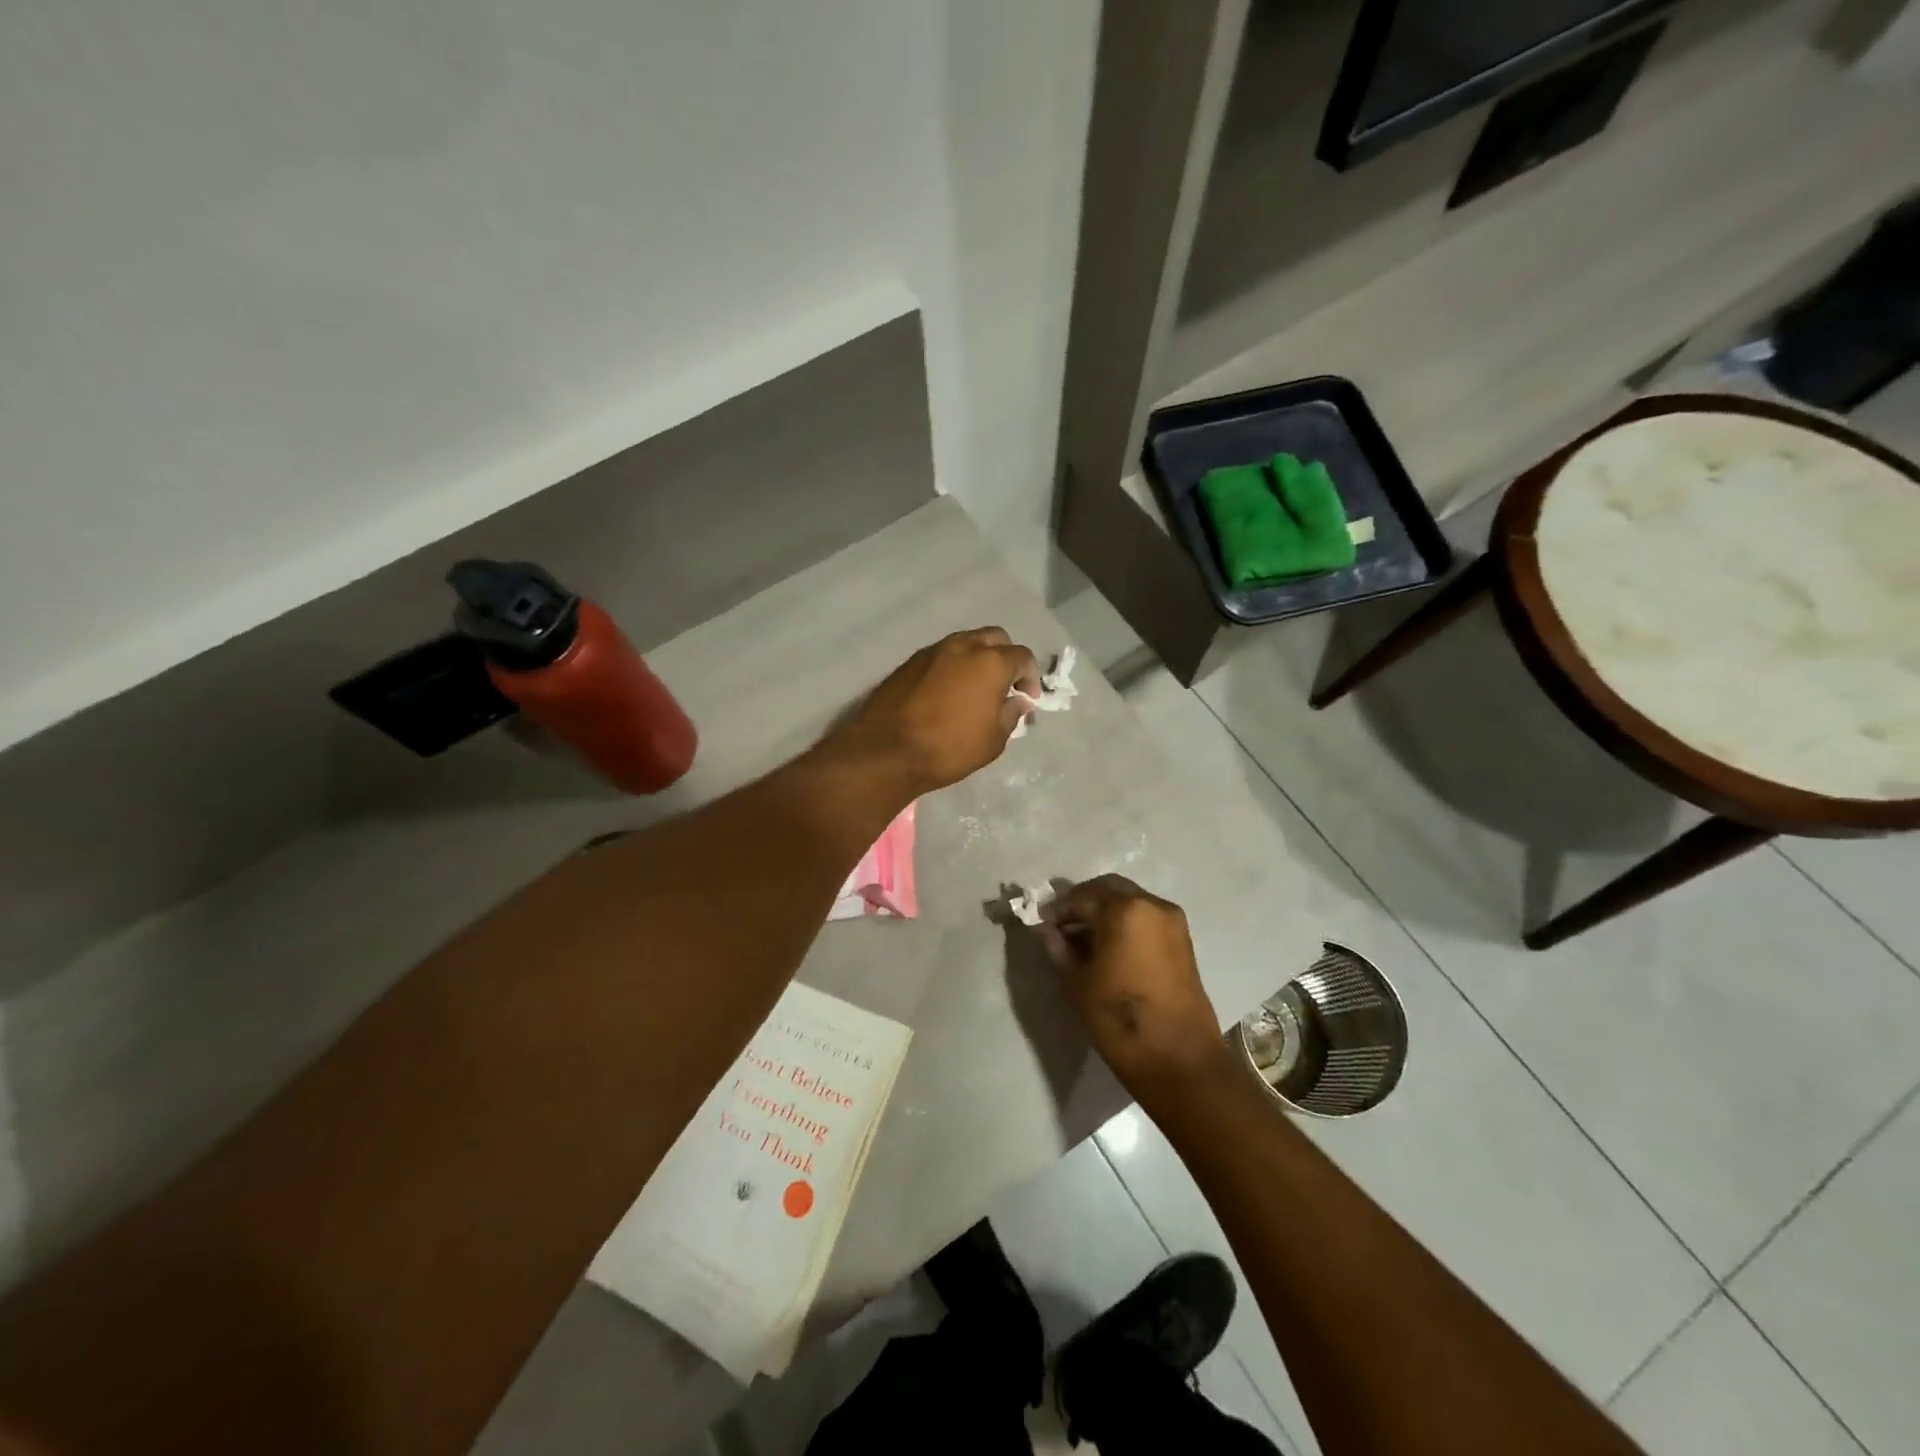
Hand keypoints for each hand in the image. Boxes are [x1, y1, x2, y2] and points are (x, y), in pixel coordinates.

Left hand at [834, 628, 1040, 794]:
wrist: (887, 751)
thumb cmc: (949, 748)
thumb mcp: (993, 740)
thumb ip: (1010, 715)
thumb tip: (1017, 701)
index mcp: (990, 662)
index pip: (1022, 657)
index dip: (1030, 677)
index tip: (1027, 698)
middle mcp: (962, 646)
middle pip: (994, 638)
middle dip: (1005, 657)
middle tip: (1004, 685)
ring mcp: (932, 651)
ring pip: (965, 642)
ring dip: (977, 659)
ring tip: (975, 688)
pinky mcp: (908, 663)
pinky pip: (940, 656)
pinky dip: (952, 667)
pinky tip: (947, 692)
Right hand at [1036, 875, 1228, 1092]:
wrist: (1180, 1061)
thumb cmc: (1120, 1021)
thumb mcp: (1077, 984)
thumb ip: (1057, 948)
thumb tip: (1044, 929)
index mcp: (1123, 911)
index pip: (1080, 897)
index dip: (1057, 910)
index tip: (1040, 924)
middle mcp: (1151, 904)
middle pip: (1108, 889)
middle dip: (1082, 901)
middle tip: (1060, 925)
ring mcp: (1171, 920)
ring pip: (1129, 899)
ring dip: (1104, 910)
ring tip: (1082, 938)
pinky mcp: (1182, 939)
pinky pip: (1145, 916)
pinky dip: (1124, 920)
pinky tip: (1108, 946)